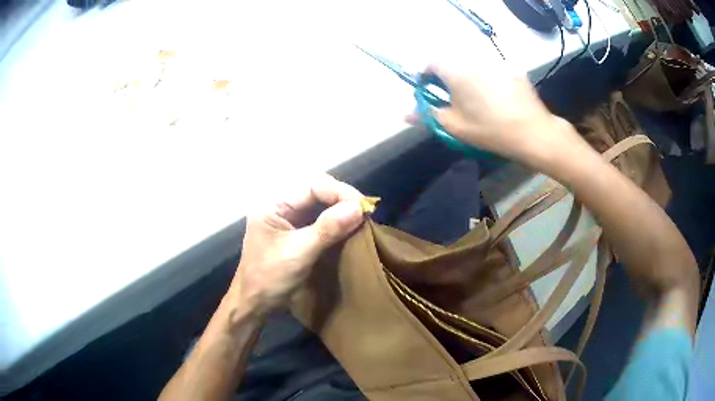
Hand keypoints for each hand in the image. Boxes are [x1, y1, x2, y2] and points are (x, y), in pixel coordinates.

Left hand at [230, 174, 365, 315]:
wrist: (254, 304)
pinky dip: (335, 222)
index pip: (312, 185)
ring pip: (319, 204)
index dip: (339, 192)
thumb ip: (327, 229)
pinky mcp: (295, 232)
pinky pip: (319, 219)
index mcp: (273, 204)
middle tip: (364, 211)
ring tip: (361, 218)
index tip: (363, 206)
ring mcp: (287, 219)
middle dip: (341, 198)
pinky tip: (348, 227)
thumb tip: (358, 208)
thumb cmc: (269, 278)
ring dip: (340, 209)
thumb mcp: (299, 253)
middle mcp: (280, 206)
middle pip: (316, 190)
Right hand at [411, 64, 587, 172]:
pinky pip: (493, 71)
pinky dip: (489, 80)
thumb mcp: (455, 126)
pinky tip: (499, 99)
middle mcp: (476, 61)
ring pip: (474, 67)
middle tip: (453, 100)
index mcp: (457, 72)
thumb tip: (404, 113)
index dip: (426, 74)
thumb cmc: (490, 130)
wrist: (534, 133)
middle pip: (453, 63)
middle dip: (448, 78)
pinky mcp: (514, 70)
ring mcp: (498, 64)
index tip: (429, 90)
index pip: (431, 61)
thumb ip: (428, 115)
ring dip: (469, 78)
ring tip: (478, 101)